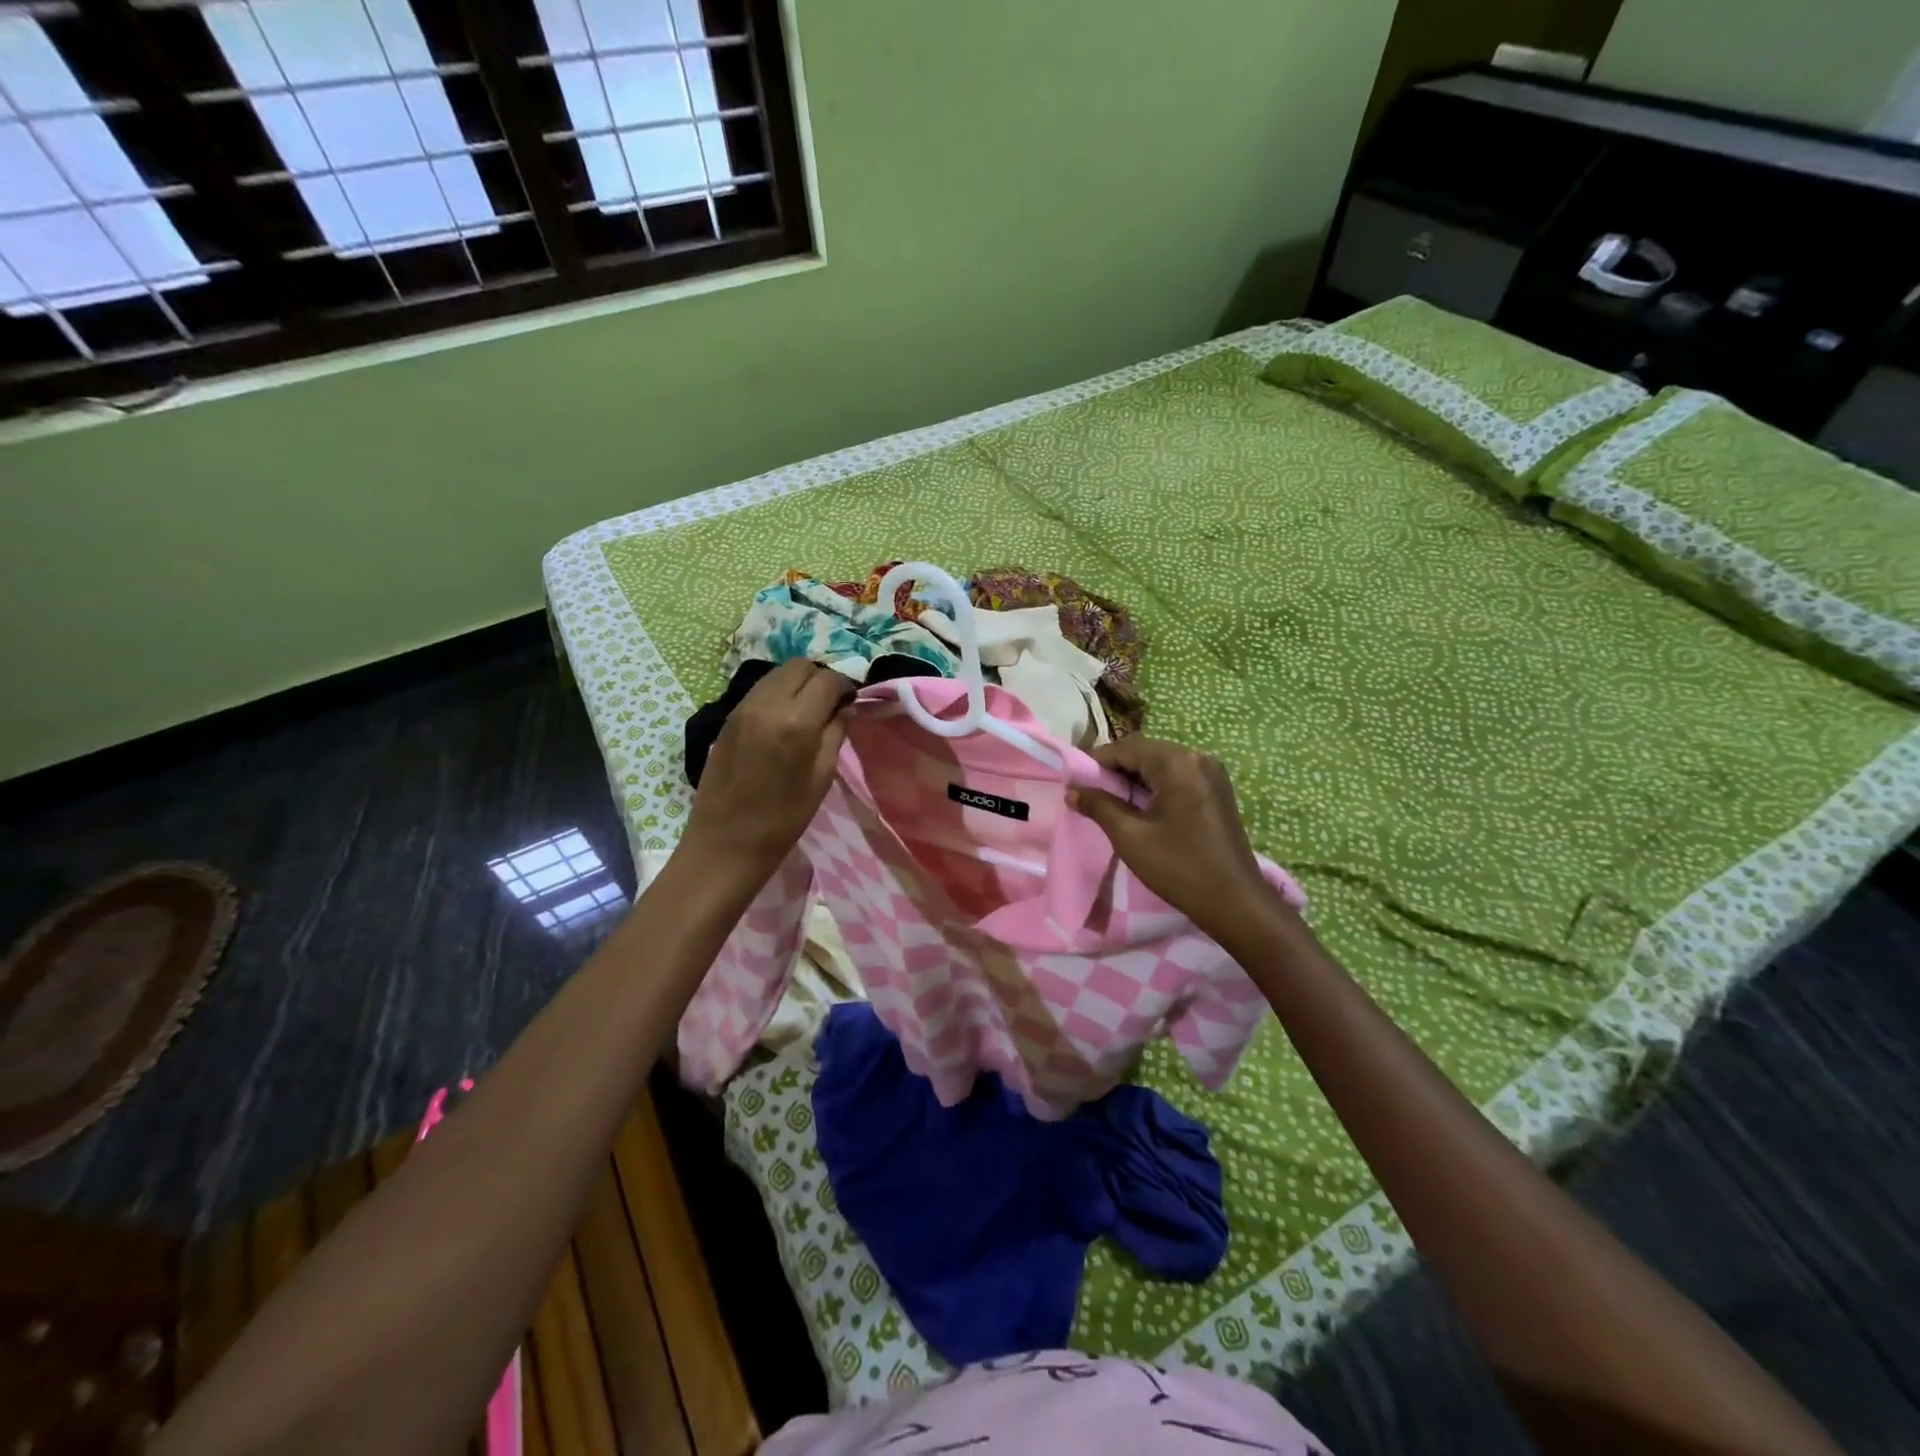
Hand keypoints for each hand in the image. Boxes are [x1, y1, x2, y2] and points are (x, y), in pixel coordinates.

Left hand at [679, 660, 855, 887]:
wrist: (726, 842)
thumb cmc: (783, 819)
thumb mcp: (821, 778)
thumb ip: (836, 734)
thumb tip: (847, 707)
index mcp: (797, 722)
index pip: (828, 680)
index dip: (845, 686)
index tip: (852, 701)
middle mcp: (768, 704)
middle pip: (800, 666)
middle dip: (821, 678)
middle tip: (832, 703)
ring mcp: (743, 707)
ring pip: (777, 673)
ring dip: (798, 682)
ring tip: (809, 709)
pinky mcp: (728, 717)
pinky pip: (760, 689)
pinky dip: (778, 692)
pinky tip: (785, 717)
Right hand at [1072, 737, 1281, 939]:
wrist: (1235, 902)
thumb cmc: (1179, 867)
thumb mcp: (1129, 836)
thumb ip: (1099, 806)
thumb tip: (1072, 791)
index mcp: (1178, 763)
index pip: (1127, 747)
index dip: (1096, 761)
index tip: (1074, 780)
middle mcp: (1198, 758)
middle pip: (1145, 751)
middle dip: (1115, 768)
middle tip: (1089, 791)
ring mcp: (1212, 773)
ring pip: (1161, 764)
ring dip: (1134, 777)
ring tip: (1110, 800)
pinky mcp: (1217, 790)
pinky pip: (1177, 776)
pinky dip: (1154, 785)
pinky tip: (1139, 806)